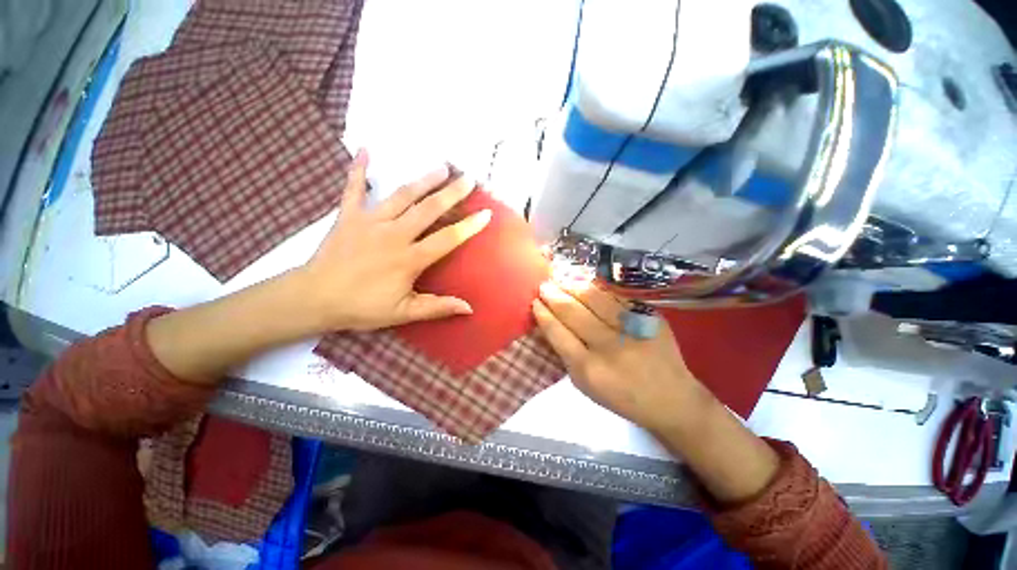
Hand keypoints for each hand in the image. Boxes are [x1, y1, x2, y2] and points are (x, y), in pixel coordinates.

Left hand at [297, 150, 490, 331]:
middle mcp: (394, 234)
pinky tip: (365, 150)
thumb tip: (469, 308)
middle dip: (451, 193)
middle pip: (428, 209)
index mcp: (409, 259)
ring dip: (423, 180)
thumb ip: (437, 308)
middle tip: (468, 179)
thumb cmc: (362, 307)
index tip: (485, 213)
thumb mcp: (403, 313)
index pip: (447, 239)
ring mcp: (370, 221)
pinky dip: (359, 169)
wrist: (314, 298)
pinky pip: (354, 188)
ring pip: (402, 195)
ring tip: (441, 167)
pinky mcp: (348, 216)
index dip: (468, 226)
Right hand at [532, 280, 705, 433]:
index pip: (558, 333)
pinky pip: (616, 296)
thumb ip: (566, 354)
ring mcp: (631, 329)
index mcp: (588, 369)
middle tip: (544, 285)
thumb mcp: (585, 385)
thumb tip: (550, 323)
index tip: (535, 302)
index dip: (544, 315)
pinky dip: (597, 288)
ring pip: (594, 298)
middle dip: (554, 296)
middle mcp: (608, 346)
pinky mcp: (649, 318)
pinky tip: (585, 282)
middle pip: (573, 313)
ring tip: (561, 279)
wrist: (671, 398)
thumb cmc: (621, 396)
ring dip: (573, 286)